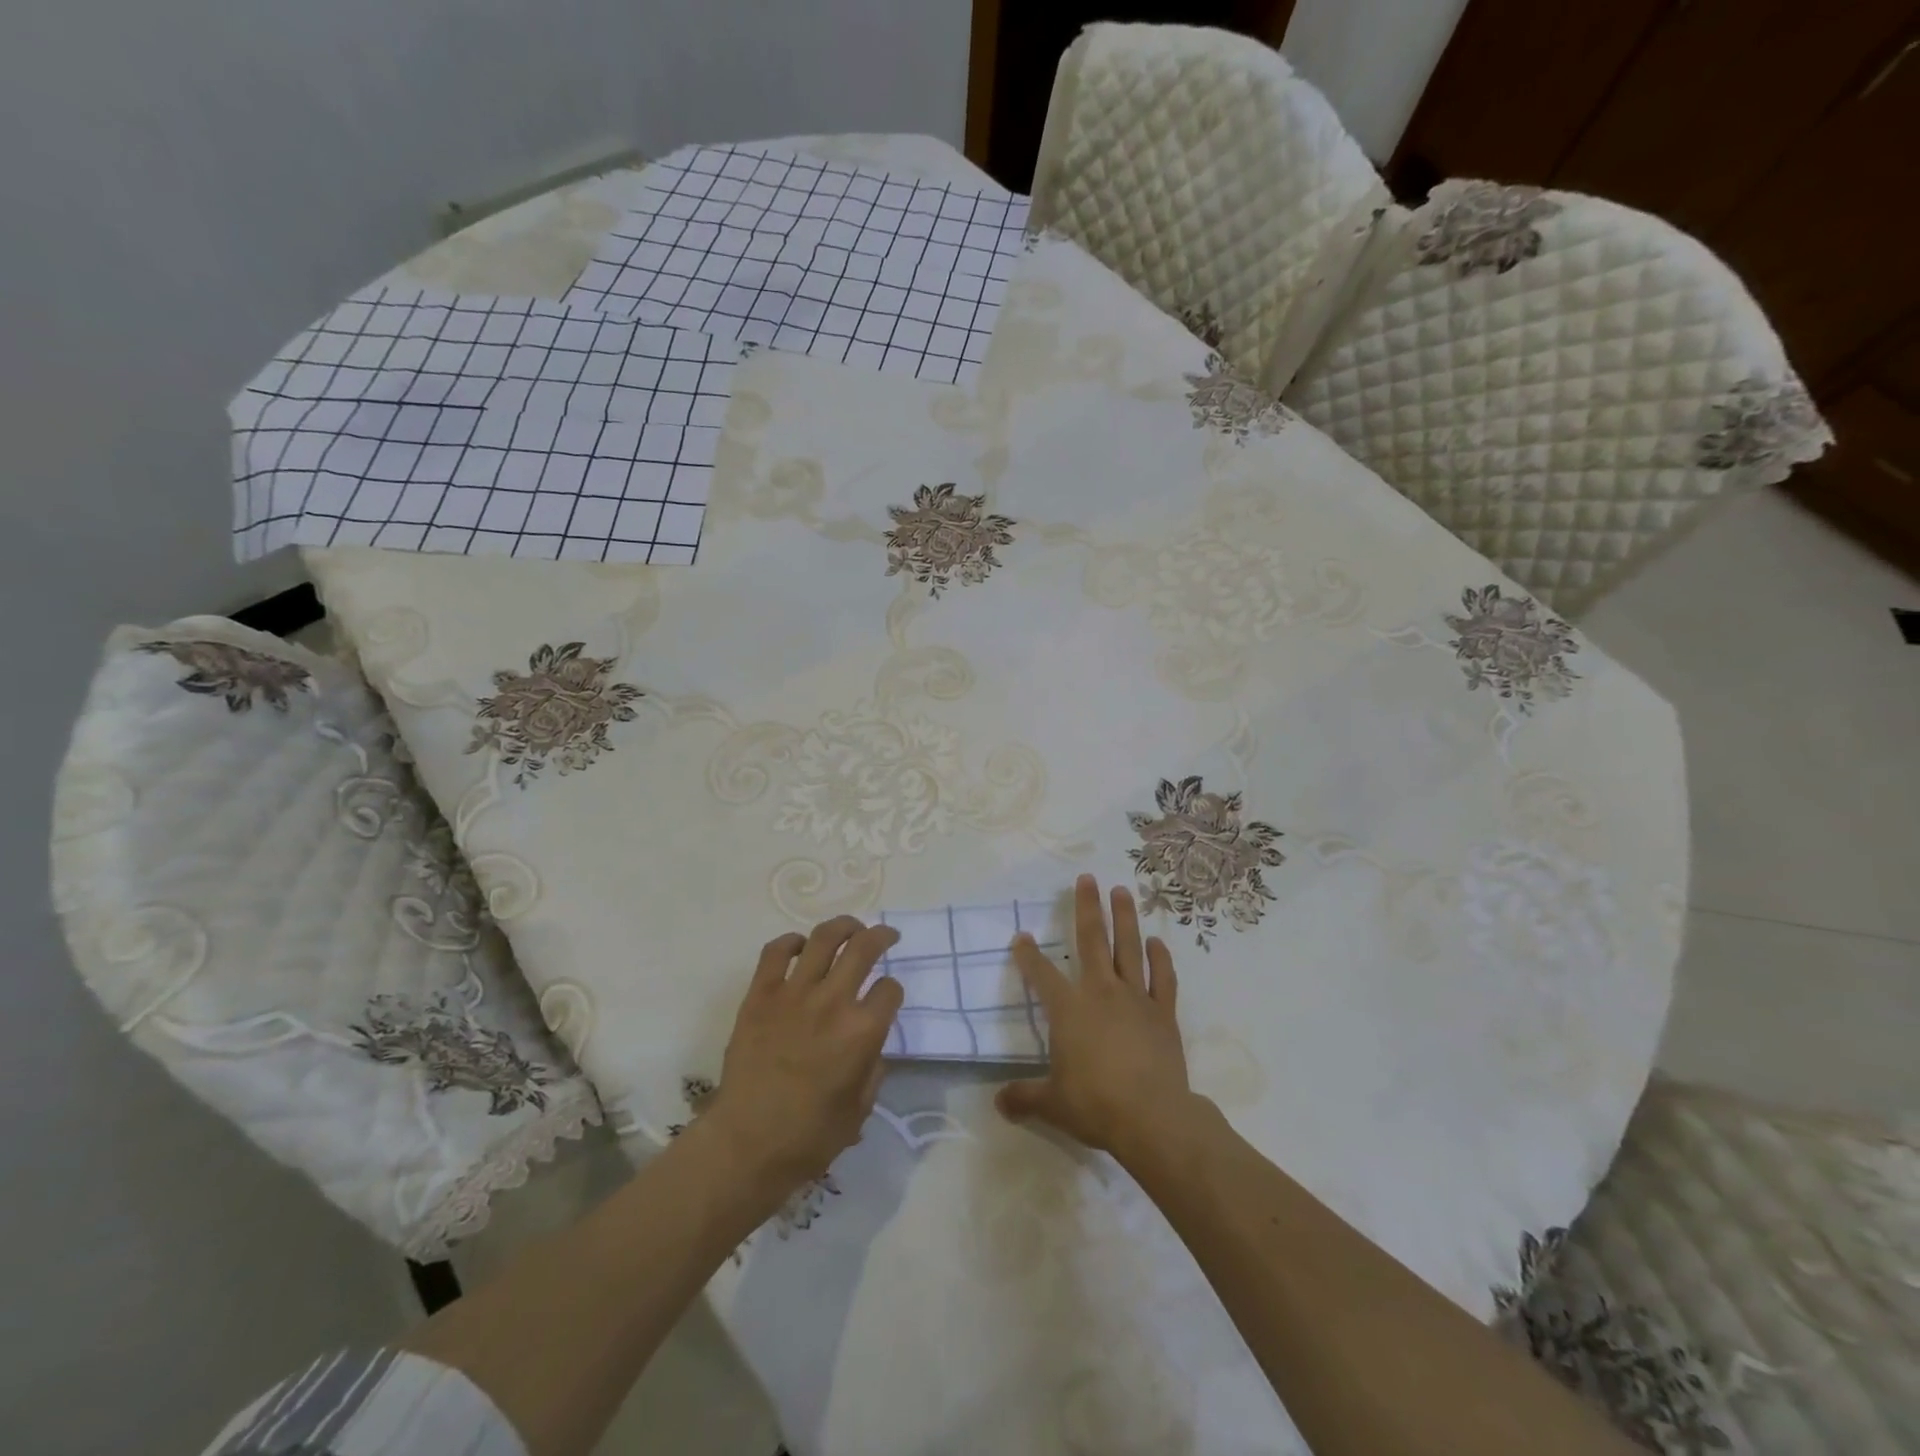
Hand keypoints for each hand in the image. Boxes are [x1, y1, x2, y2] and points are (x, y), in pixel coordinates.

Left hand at [705, 918, 903, 1198]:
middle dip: (881, 936)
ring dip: (844, 926)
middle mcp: (832, 1002)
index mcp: (862, 1032)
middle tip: (886, 936)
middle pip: (864, 947)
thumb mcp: (860, 1110)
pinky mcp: (760, 995)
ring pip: (823, 938)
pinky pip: (775, 952)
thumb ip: (873, 1068)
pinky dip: (790, 941)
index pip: (890, 989)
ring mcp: (793, 994)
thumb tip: (872, 1043)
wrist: (746, 1144)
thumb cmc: (809, 1136)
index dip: (893, 991)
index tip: (887, 997)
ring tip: (851, 928)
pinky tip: (800, 946)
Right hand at [996, 875, 1199, 1160]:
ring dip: (1125, 917)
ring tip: (1122, 890)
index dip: (1028, 955)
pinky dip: (1161, 958)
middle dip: (1087, 907)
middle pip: (1092, 940)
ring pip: (1129, 948)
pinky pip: (1163, 979)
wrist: (1152, 1118)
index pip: (1041, 974)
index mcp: (1069, 1009)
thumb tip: (997, 1103)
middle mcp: (1101, 992)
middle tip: (1087, 878)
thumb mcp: (1051, 1104)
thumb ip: (1023, 1098)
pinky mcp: (1163, 1013)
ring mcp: (1136, 999)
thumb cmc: (1095, 1105)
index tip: (1021, 936)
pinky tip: (1157, 942)